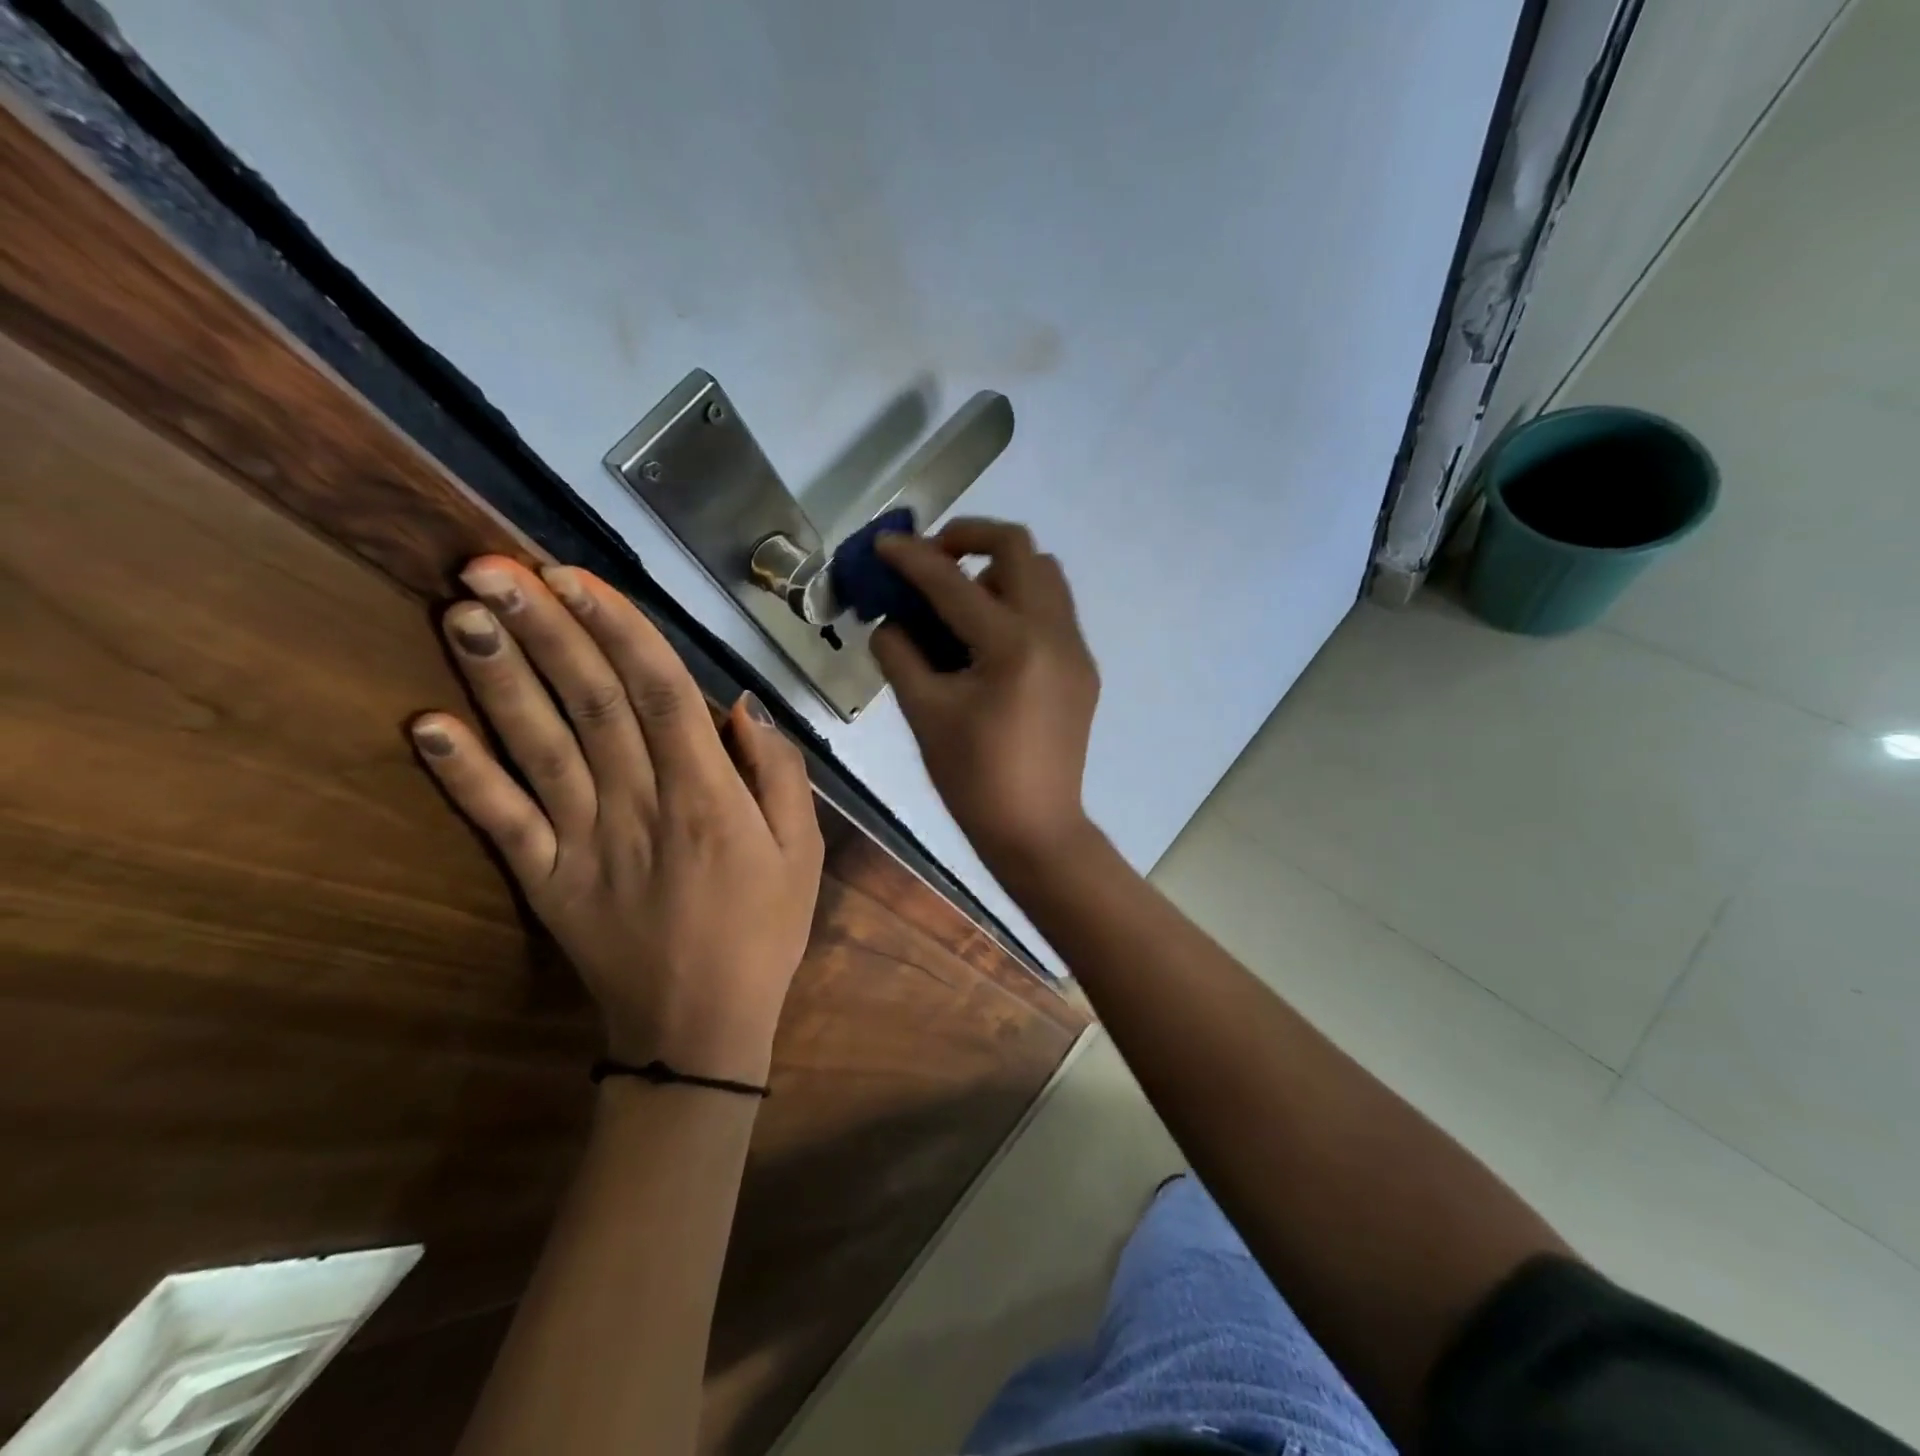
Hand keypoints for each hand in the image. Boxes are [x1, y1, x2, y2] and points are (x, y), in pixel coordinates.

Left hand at [410, 557, 822, 1084]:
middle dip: (545, 628)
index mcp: (708, 798)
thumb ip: (778, 774)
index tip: (576, 575)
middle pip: (588, 702)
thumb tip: (740, 704)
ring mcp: (583, 843)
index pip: (659, 693)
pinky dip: (462, 774)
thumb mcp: (803, 852)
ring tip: (462, 610)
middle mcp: (640, 806)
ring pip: (539, 746)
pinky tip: (425, 727)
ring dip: (498, 677)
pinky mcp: (545, 880)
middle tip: (493, 563)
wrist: (699, 1030)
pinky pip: (501, 822)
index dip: (617, 629)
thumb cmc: (763, 932)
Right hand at [870, 520, 1100, 873]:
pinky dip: (1019, 600)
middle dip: (969, 538)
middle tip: (933, 559)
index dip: (912, 557)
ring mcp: (1076, 649)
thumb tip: (890, 621)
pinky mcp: (1083, 668)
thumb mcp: (924, 713)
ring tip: (961, 598)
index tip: (884, 543)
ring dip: (999, 568)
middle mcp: (1054, 633)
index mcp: (1012, 646)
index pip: (953, 582)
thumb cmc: (973, 779)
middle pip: (1019, 548)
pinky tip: (989, 637)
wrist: (1036, 829)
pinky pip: (1053, 609)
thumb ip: (900, 654)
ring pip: (1044, 574)